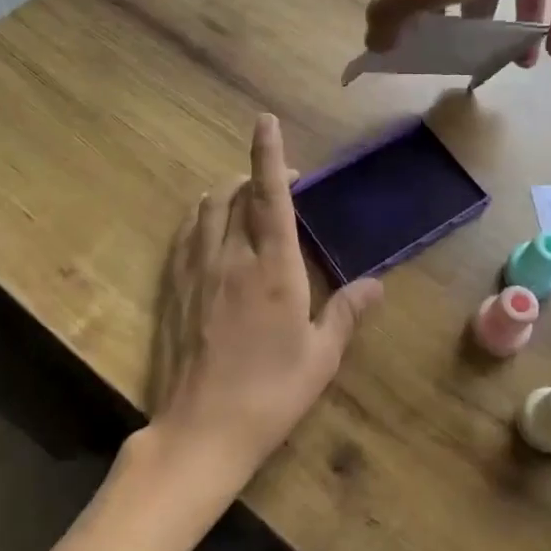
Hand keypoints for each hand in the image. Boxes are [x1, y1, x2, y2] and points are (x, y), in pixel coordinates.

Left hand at [143, 114, 381, 490]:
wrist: (202, 429)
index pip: (270, 196)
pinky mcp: (173, 287)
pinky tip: (213, 232)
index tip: (265, 120)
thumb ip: (347, 312)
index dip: (269, 154)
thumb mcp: (321, 356)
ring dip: (227, 193)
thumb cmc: (271, 393)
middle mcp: (231, 256)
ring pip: (207, 208)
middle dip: (256, 175)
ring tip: (246, 203)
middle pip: (236, 193)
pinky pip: (186, 233)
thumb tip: (377, 284)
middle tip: (280, 185)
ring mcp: (196, 269)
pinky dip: (202, 218)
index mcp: (273, 268)